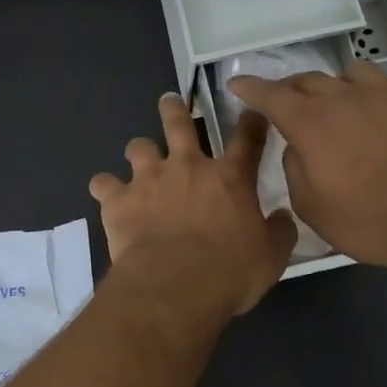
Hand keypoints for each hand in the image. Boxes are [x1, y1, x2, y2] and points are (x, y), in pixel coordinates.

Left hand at [88, 93, 297, 314]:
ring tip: (138, 155)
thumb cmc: (230, 272)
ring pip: (138, 147)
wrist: (176, 284)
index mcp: (230, 178)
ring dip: (139, 150)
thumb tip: (283, 218)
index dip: (251, 121)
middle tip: (170, 101)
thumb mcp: (271, 257)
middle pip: (179, 123)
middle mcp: (187, 167)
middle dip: (174, 109)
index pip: (247, 138)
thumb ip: (279, 232)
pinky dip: (105, 187)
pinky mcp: (119, 200)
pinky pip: (103, 183)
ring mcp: (149, 180)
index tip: (251, 111)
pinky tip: (106, 194)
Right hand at [226, 61, 386, 270]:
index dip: (250, 87)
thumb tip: (297, 147)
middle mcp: (345, 98)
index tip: (237, 84)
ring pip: (355, 72)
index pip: (270, 95)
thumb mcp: (311, 207)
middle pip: (309, 79)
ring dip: (341, 85)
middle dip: (292, 88)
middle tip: (289, 104)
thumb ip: (294, 169)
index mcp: (311, 123)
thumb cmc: (368, 220)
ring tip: (345, 103)